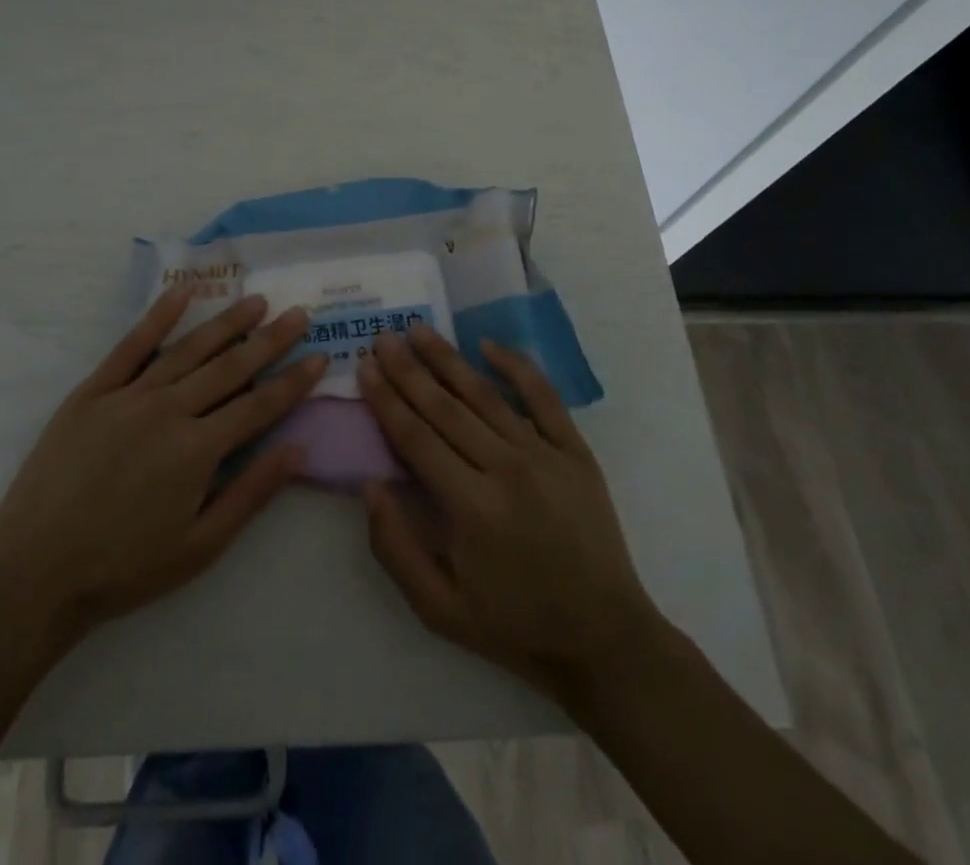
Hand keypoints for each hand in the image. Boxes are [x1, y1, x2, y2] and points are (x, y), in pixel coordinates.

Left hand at [0, 286, 322, 651]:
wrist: (35, 571)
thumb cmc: (124, 567)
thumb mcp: (199, 546)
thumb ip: (251, 493)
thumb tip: (298, 449)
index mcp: (198, 450)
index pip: (259, 405)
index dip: (293, 382)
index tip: (320, 356)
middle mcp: (169, 410)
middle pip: (230, 367)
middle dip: (270, 340)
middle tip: (298, 314)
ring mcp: (128, 395)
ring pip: (188, 349)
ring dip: (226, 322)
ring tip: (256, 300)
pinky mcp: (93, 391)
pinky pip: (131, 346)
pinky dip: (158, 317)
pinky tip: (182, 293)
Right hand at [357, 326, 660, 709]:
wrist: (605, 639)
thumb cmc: (514, 626)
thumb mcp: (439, 609)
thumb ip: (395, 547)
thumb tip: (370, 484)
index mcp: (470, 506)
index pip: (415, 437)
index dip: (386, 399)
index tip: (365, 366)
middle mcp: (505, 469)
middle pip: (445, 407)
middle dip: (408, 370)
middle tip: (383, 337)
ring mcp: (545, 455)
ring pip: (485, 395)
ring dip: (448, 360)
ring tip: (420, 330)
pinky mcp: (575, 452)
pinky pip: (543, 398)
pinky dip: (517, 367)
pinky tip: (489, 344)